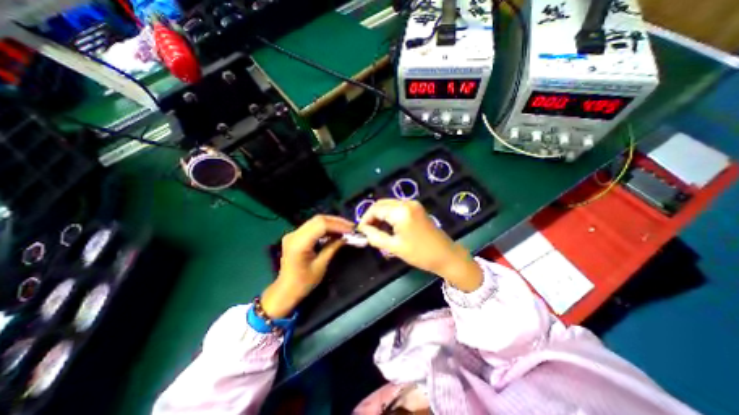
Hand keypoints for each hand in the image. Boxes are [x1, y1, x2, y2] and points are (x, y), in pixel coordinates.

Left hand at [262, 213, 352, 316]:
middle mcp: (294, 234)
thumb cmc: (303, 282)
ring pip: (316, 221)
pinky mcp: (296, 236)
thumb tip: (346, 237)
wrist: (285, 291)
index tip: (352, 229)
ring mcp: (294, 234)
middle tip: (351, 227)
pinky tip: (335, 232)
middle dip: (337, 222)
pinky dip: (326, 227)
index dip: (338, 225)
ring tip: (346, 229)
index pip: (321, 225)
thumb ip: (332, 247)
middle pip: (318, 220)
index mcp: (299, 243)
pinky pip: (313, 226)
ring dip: (332, 223)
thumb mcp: (321, 265)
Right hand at [356, 198, 483, 291]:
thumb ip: (375, 236)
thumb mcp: (394, 247)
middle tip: (367, 231)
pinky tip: (388, 226)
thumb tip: (363, 230)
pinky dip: (389, 215)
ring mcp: (413, 204)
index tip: (361, 231)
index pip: (375, 209)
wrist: (446, 255)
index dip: (365, 219)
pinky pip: (397, 207)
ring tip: (376, 231)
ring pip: (389, 205)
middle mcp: (406, 202)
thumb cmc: (420, 254)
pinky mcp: (417, 208)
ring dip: (380, 215)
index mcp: (401, 211)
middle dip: (372, 216)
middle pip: (381, 204)